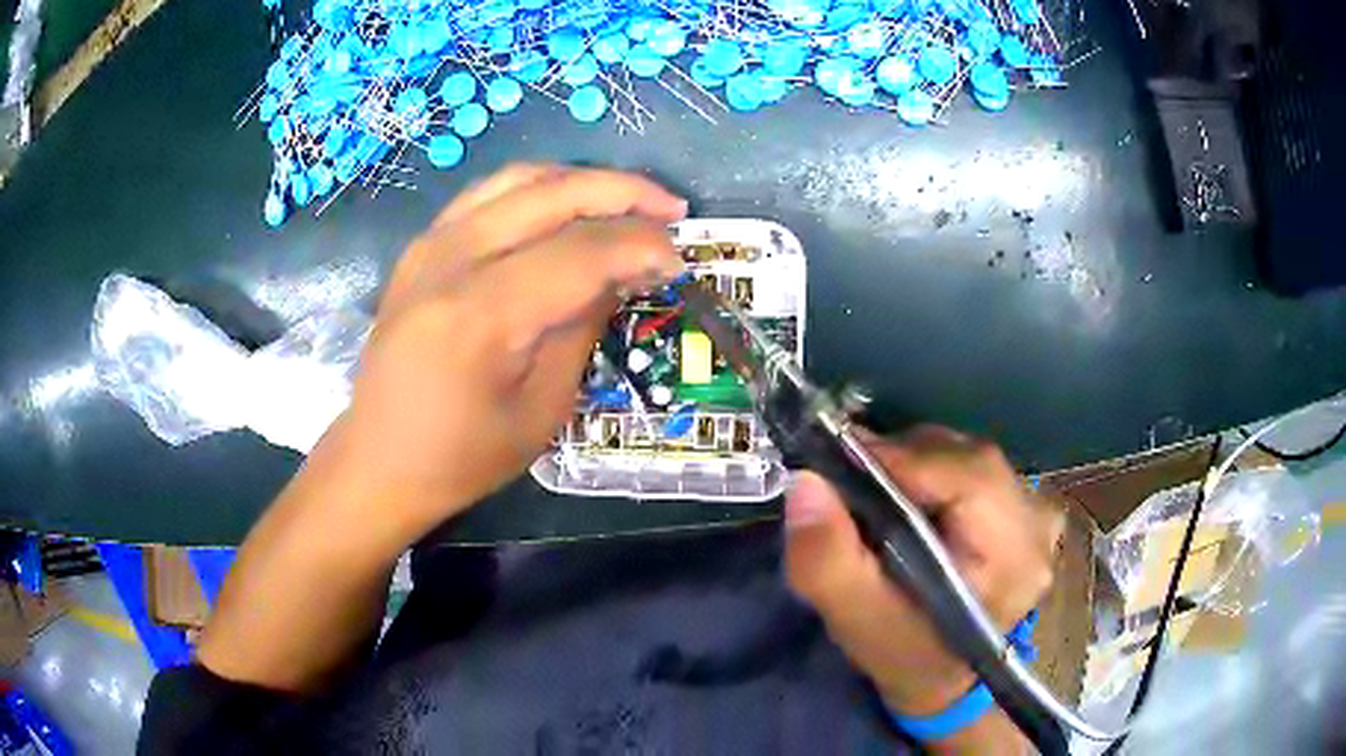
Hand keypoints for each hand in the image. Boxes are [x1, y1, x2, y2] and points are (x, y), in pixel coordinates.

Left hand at [337, 164, 685, 533]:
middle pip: (553, 195)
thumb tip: (624, 271)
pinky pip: (489, 194)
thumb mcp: (542, 409)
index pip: (581, 251)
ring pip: (520, 179)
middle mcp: (451, 260)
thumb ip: (583, 326)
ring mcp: (430, 244)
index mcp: (482, 314)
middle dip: (624, 193)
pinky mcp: (422, 246)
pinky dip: (538, 188)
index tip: (679, 260)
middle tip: (672, 209)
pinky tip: (566, 207)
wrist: (379, 458)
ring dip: (583, 181)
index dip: (641, 245)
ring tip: (628, 201)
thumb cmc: (463, 455)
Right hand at [783, 426, 1061, 745]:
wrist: (945, 677)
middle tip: (849, 478)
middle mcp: (1037, 523)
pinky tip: (913, 500)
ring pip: (968, 455)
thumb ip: (826, 561)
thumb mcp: (857, 622)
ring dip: (916, 463)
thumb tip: (806, 483)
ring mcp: (1037, 511)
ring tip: (877, 489)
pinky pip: (974, 466)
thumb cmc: (905, 656)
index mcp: (1013, 557)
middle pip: (966, 458)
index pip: (962, 477)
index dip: (897, 460)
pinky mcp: (1026, 507)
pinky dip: (934, 470)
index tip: (835, 465)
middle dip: (902, 460)